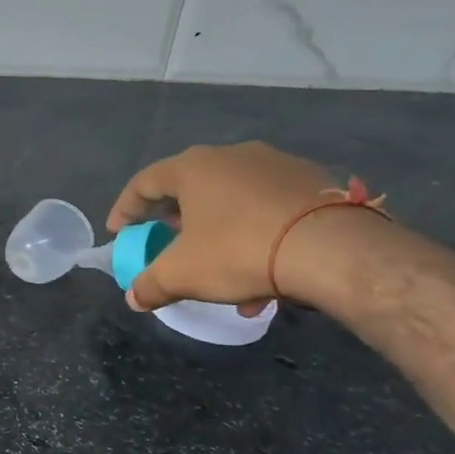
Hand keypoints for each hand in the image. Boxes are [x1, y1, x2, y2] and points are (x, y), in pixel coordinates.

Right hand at [105, 141, 344, 313]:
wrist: (334, 249)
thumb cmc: (240, 250)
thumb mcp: (183, 274)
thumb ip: (151, 284)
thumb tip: (134, 298)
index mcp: (193, 167)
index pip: (144, 182)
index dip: (126, 209)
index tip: (120, 233)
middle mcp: (232, 155)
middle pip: (190, 188)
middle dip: (176, 222)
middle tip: (170, 245)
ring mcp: (277, 165)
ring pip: (233, 201)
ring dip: (219, 234)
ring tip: (223, 274)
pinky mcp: (314, 181)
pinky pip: (269, 208)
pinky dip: (257, 235)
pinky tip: (266, 275)